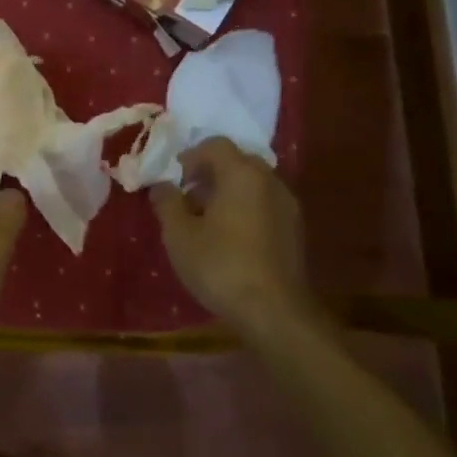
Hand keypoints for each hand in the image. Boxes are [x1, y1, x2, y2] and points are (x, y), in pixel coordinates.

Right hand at [150, 138, 317, 339]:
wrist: (273, 310)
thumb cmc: (220, 265)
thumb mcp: (179, 234)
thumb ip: (167, 202)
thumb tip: (161, 186)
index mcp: (242, 174)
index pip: (215, 145)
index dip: (190, 157)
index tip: (174, 180)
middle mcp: (270, 181)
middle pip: (237, 162)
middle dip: (210, 173)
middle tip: (188, 197)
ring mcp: (287, 206)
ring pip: (253, 184)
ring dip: (228, 192)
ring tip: (206, 220)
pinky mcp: (295, 230)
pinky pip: (265, 204)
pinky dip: (245, 209)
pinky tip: (229, 238)